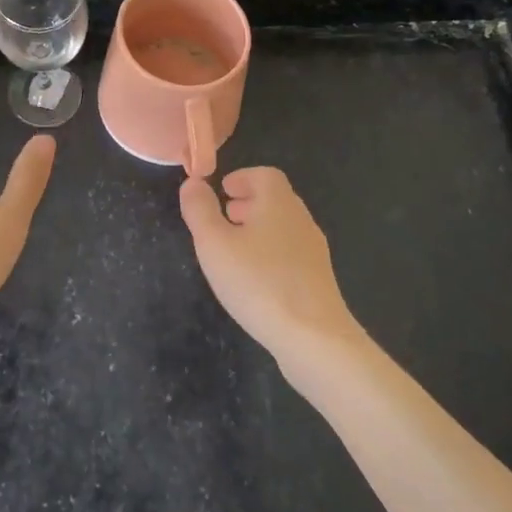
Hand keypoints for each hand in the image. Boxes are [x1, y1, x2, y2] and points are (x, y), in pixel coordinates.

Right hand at [179, 167, 362, 363]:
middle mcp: (300, 220)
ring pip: (284, 227)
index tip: (222, 191)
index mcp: (278, 203)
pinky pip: (290, 253)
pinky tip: (255, 278)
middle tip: (224, 216)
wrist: (313, 337)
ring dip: (259, 228)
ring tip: (234, 248)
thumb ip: (200, 210)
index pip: (265, 175)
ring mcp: (313, 251)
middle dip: (249, 202)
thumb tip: (193, 182)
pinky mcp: (318, 279)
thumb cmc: (258, 281)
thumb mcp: (214, 243)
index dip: (242, 178)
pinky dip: (270, 252)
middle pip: (276, 199)